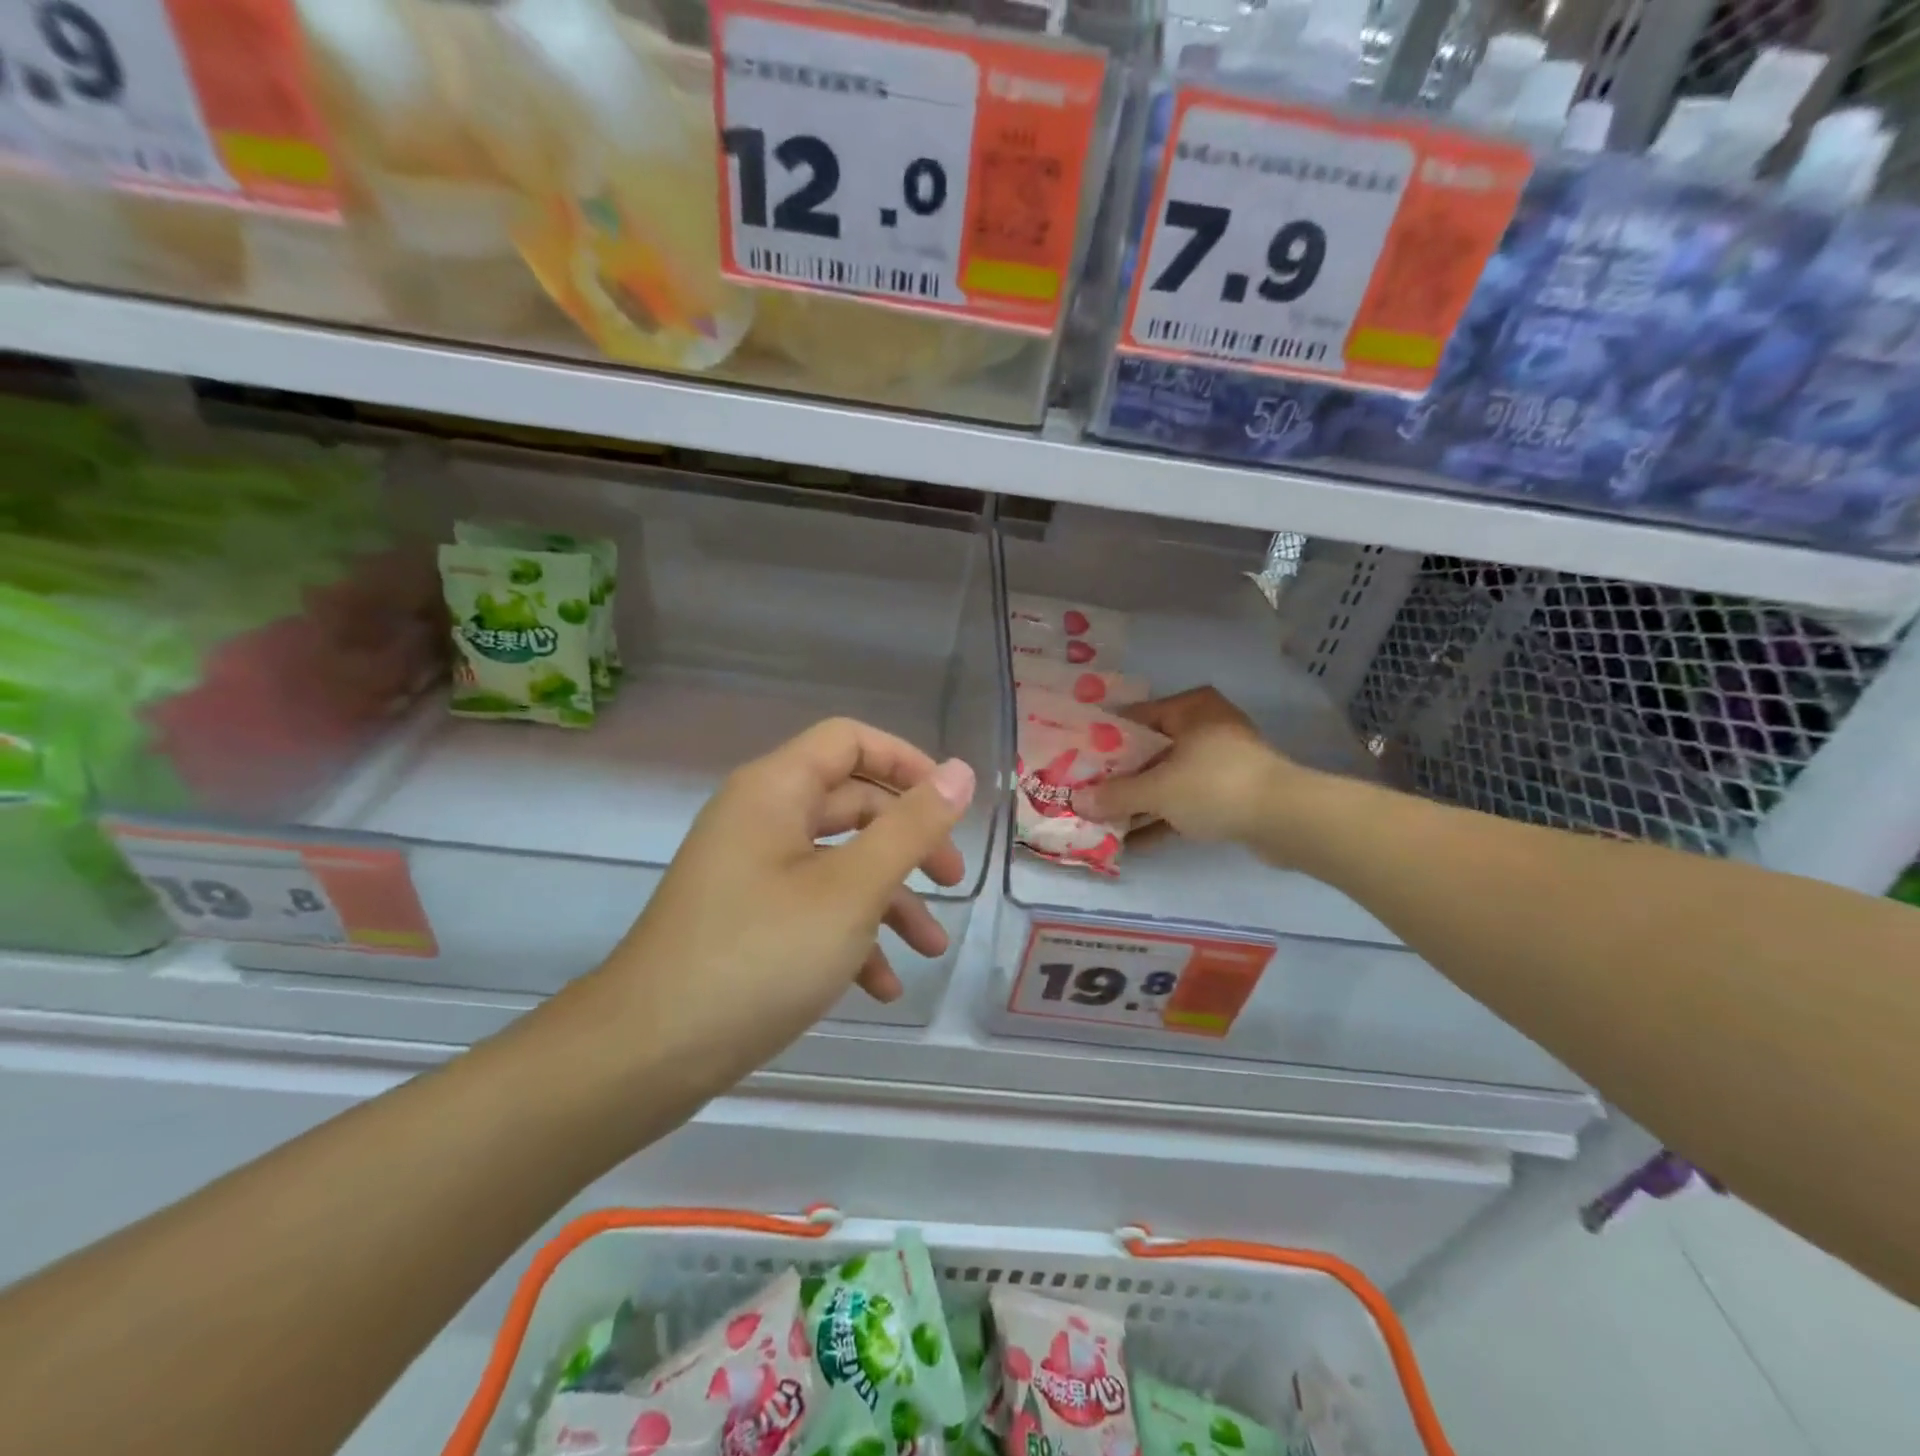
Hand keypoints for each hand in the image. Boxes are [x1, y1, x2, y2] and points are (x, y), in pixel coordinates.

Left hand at [589, 718, 975, 1092]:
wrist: (648, 1054)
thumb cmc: (760, 955)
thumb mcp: (852, 889)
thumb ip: (912, 827)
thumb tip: (961, 771)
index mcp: (776, 790)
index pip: (850, 741)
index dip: (906, 762)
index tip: (951, 804)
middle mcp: (761, 819)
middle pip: (852, 804)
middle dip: (909, 842)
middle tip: (951, 881)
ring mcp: (751, 872)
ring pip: (838, 864)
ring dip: (889, 901)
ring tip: (932, 950)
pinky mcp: (747, 920)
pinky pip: (812, 909)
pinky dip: (851, 937)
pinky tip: (881, 988)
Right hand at [1075, 687, 1293, 847]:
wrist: (1286, 819)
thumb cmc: (1214, 785)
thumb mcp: (1156, 790)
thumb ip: (1115, 795)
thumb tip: (1077, 801)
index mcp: (1189, 708)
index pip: (1133, 718)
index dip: (1102, 741)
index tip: (1076, 762)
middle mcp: (1205, 727)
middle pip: (1149, 751)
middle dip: (1118, 776)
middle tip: (1086, 793)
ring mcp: (1220, 762)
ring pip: (1167, 779)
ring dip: (1139, 801)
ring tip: (1102, 821)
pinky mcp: (1230, 793)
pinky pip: (1185, 801)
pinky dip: (1163, 817)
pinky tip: (1134, 841)